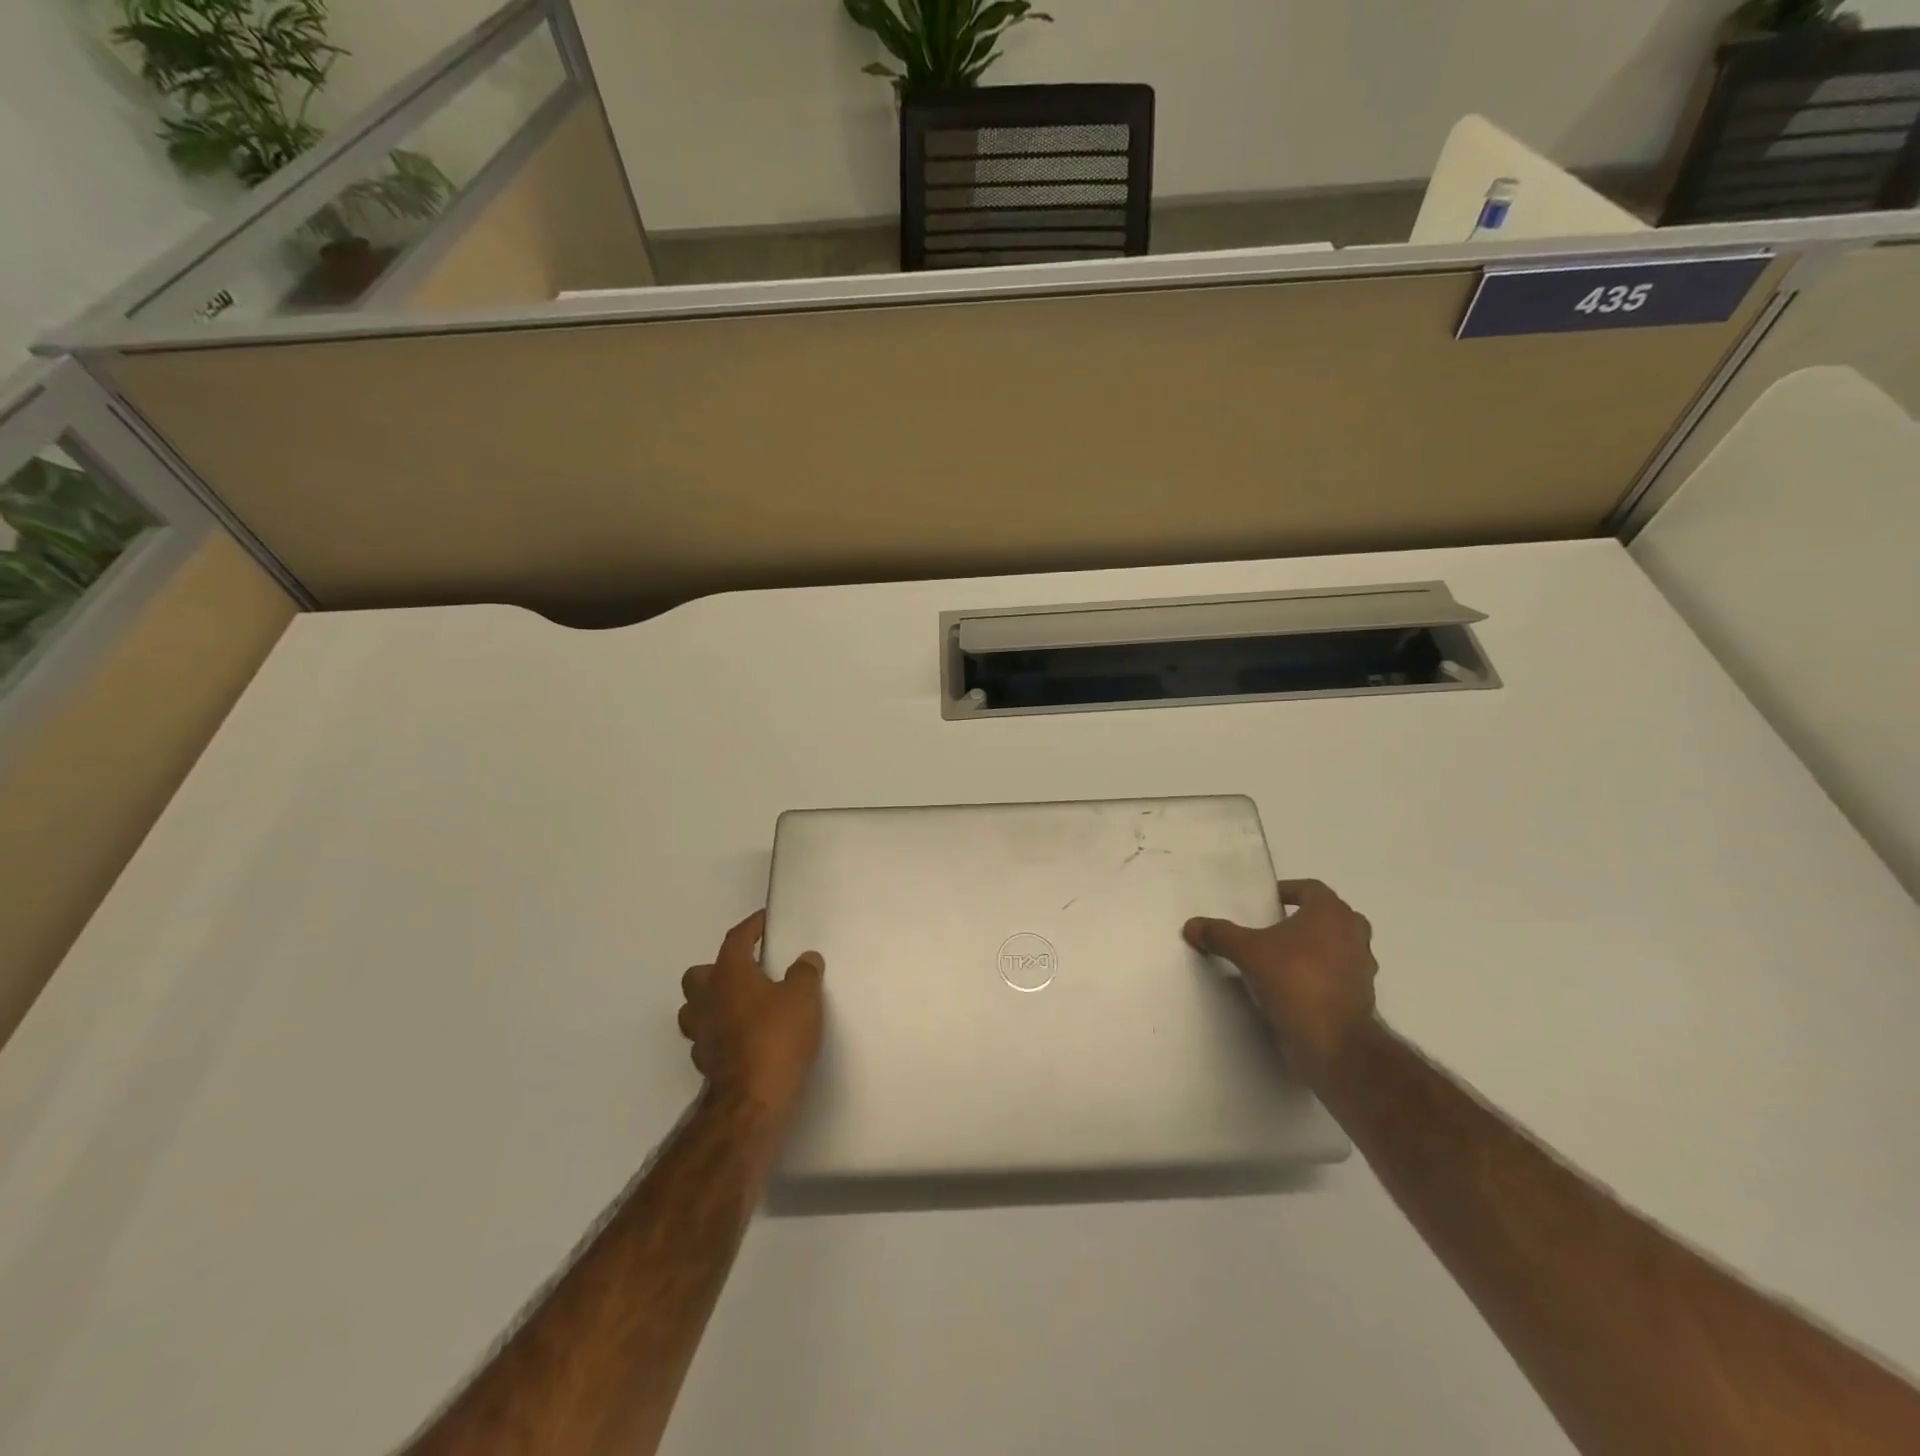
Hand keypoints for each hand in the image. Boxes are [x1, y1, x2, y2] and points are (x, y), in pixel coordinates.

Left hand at [678, 910, 825, 1123]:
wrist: (752, 1101)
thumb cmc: (777, 1037)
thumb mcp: (803, 998)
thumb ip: (804, 973)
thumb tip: (805, 958)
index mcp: (728, 974)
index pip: (736, 939)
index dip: (751, 927)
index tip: (764, 921)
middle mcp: (707, 999)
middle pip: (699, 974)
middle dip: (718, 969)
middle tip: (746, 971)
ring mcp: (701, 1034)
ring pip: (695, 1008)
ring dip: (712, 1003)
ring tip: (741, 1005)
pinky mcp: (705, 1063)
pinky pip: (706, 1037)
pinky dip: (720, 1033)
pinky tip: (742, 1037)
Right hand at [1184, 879, 1377, 1078]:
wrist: (1334, 1042)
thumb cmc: (1295, 980)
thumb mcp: (1247, 952)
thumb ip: (1220, 935)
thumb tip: (1191, 925)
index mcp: (1331, 913)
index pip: (1311, 888)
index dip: (1289, 890)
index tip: (1268, 901)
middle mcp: (1353, 934)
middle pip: (1328, 916)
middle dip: (1304, 919)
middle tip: (1274, 927)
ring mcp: (1362, 967)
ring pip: (1336, 946)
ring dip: (1313, 948)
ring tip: (1279, 958)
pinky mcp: (1361, 997)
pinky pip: (1336, 975)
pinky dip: (1318, 975)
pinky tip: (1291, 987)